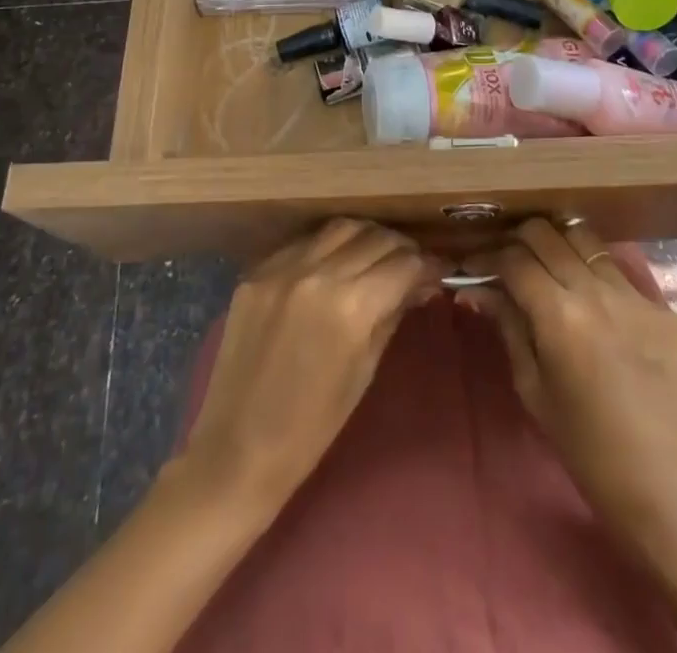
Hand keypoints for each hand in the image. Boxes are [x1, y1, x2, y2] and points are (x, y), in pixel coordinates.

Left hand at [179, 220, 440, 508]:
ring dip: (367, 237)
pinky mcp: (257, 271)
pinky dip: (328, 247)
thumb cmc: (312, 426)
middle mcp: (317, 273)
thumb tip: (420, 283)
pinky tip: (334, 264)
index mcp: (351, 307)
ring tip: (377, 255)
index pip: (404, 263)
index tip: (439, 272)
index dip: (428, 266)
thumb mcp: (365, 370)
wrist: (236, 449)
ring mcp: (282, 267)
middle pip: (375, 238)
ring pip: (340, 228)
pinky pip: (304, 243)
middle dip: (402, 249)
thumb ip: (392, 315)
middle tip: (411, 265)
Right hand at [462, 220, 676, 534]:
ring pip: (584, 238)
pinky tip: (590, 300)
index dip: (487, 257)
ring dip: (558, 244)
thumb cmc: (584, 445)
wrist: (661, 484)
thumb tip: (478, 289)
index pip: (514, 259)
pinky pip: (617, 271)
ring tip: (547, 264)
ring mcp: (634, 294)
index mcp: (559, 315)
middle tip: (507, 260)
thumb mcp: (532, 387)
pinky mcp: (661, 306)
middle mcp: (596, 291)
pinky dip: (594, 273)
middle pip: (546, 233)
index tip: (473, 266)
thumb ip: (508, 326)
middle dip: (518, 240)